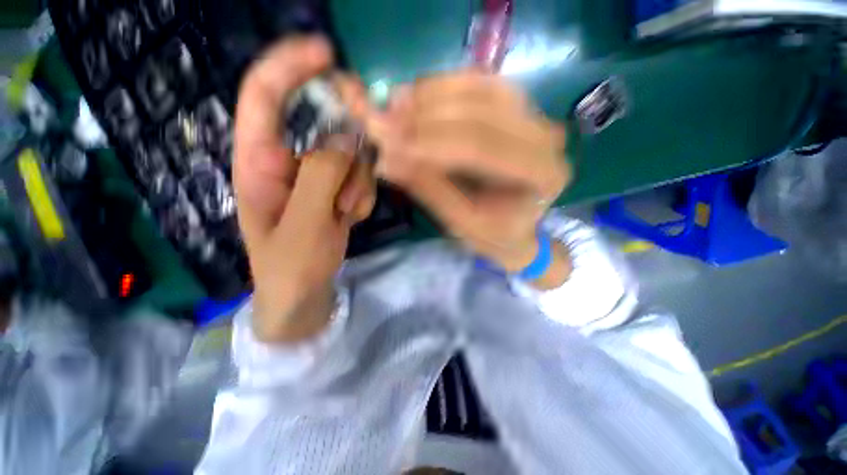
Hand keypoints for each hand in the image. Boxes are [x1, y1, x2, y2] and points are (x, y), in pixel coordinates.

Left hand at [234, 37, 374, 342]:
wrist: (304, 291)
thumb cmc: (292, 265)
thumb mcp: (304, 223)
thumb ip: (322, 176)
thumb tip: (347, 136)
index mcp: (259, 161)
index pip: (266, 96)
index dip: (291, 65)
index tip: (325, 52)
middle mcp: (287, 159)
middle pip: (321, 122)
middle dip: (347, 137)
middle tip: (363, 155)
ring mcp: (316, 175)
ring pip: (349, 154)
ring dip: (357, 181)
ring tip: (346, 212)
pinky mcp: (335, 189)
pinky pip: (359, 177)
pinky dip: (361, 195)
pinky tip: (349, 218)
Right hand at [351, 71, 570, 273]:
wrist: (519, 228)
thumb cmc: (495, 235)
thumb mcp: (461, 223)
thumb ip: (429, 188)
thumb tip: (385, 158)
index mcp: (542, 176)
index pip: (482, 147)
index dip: (432, 141)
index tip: (389, 141)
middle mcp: (547, 138)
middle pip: (482, 109)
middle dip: (426, 114)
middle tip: (383, 120)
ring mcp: (535, 117)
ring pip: (480, 87)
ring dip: (432, 93)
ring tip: (394, 104)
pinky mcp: (519, 108)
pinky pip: (480, 84)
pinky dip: (444, 86)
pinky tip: (415, 95)